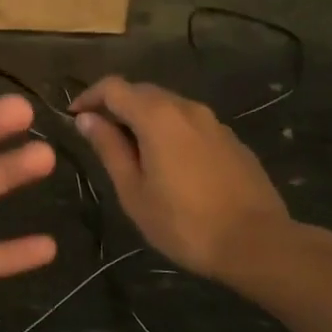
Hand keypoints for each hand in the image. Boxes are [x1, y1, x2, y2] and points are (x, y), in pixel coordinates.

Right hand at [70, 76, 292, 280]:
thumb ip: (109, 148)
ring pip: (168, 106)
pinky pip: (190, 124)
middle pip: (142, 91)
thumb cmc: (184, 222)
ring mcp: (213, 122)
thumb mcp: (134, 191)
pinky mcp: (231, 140)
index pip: (114, 87)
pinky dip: (169, 131)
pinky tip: (168, 163)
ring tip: (131, 152)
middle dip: (116, 106)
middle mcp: (186, 108)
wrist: (258, 243)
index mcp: (157, 116)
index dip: (89, 97)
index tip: (74, 117)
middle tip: (99, 136)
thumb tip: (87, 119)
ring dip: (143, 119)